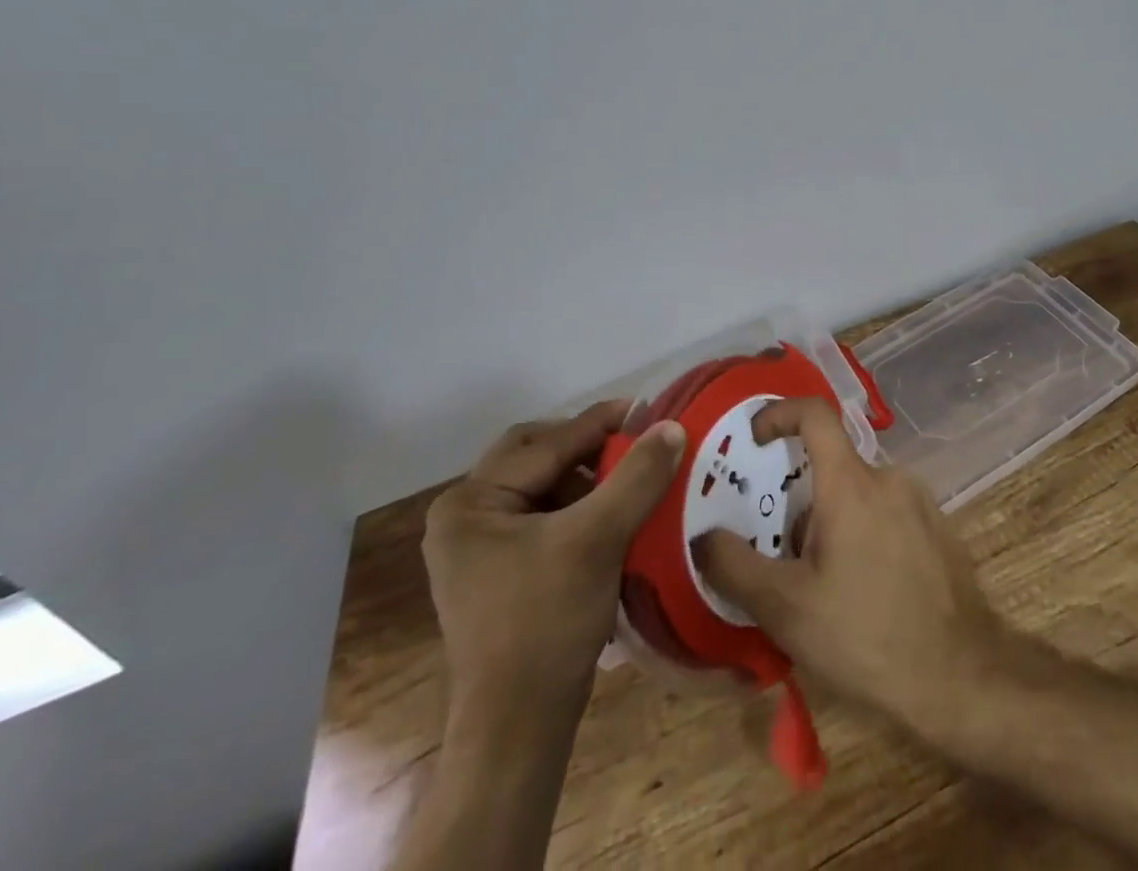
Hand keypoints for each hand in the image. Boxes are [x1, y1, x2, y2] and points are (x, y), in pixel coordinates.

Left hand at [423, 401, 685, 736]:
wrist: (518, 728)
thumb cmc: (547, 623)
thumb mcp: (598, 539)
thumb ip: (637, 476)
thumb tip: (672, 425)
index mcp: (471, 502)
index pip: (547, 444)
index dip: (602, 424)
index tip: (649, 409)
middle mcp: (464, 516)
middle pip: (537, 457)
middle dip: (587, 448)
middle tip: (633, 442)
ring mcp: (478, 548)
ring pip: (542, 486)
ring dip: (586, 478)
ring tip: (630, 479)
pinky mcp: (498, 572)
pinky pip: (543, 517)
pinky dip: (579, 507)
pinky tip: (613, 515)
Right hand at [692, 398, 1004, 734]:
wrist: (962, 675)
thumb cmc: (866, 634)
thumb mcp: (786, 609)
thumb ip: (735, 567)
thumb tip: (704, 537)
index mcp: (851, 482)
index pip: (814, 413)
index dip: (779, 413)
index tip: (754, 440)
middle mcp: (889, 477)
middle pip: (832, 465)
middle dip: (801, 502)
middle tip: (784, 554)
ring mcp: (919, 501)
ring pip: (859, 493)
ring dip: (832, 523)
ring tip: (823, 585)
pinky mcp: (938, 527)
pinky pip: (887, 512)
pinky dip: (864, 533)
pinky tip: (864, 592)